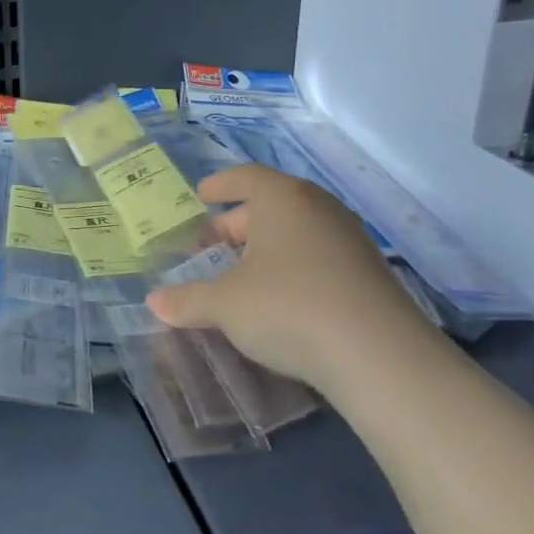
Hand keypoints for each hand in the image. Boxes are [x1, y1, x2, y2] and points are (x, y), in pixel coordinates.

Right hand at [145, 164, 437, 396]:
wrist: (379, 356)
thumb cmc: (288, 307)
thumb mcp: (225, 304)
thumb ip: (187, 300)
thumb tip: (154, 302)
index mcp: (282, 199)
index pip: (246, 177)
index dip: (220, 185)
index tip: (202, 194)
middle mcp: (318, 208)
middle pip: (269, 205)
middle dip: (236, 225)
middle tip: (209, 248)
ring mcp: (349, 240)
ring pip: (295, 232)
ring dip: (264, 248)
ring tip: (239, 275)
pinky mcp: (368, 274)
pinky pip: (317, 256)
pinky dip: (291, 267)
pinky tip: (277, 298)